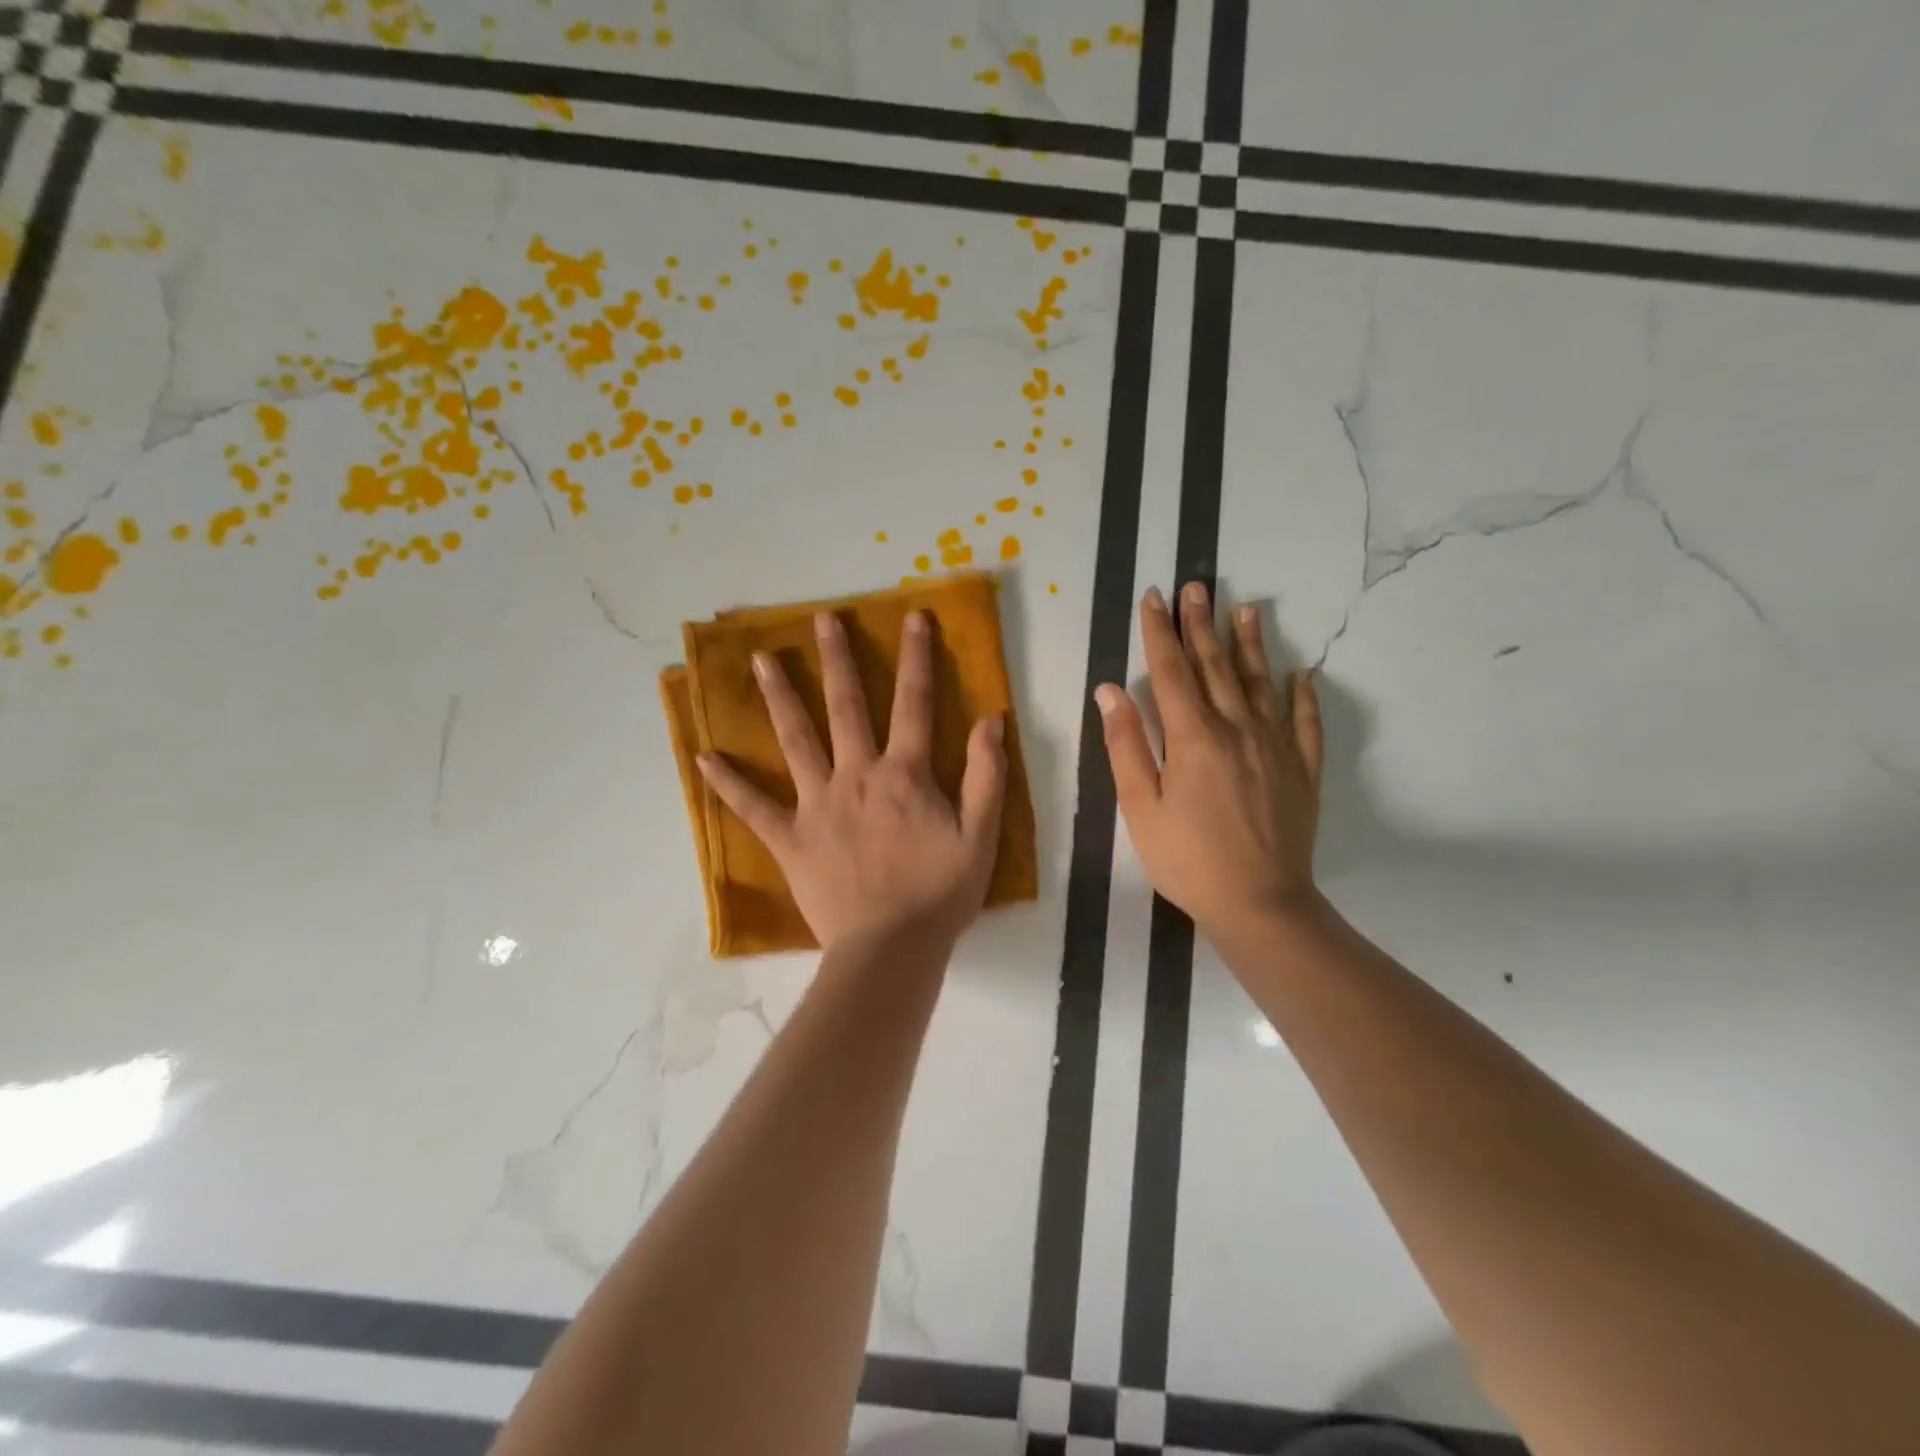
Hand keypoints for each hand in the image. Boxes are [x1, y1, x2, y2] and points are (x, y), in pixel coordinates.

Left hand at [697, 609, 1007, 949]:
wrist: (890, 950)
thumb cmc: (939, 894)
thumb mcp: (980, 836)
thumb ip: (986, 776)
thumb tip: (990, 719)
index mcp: (903, 775)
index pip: (913, 703)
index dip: (917, 657)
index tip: (913, 617)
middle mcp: (855, 776)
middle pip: (845, 707)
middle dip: (837, 659)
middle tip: (822, 619)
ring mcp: (816, 805)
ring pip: (795, 741)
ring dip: (780, 698)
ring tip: (760, 660)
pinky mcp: (790, 839)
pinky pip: (753, 808)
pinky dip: (728, 783)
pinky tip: (704, 757)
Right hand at [1095, 583, 1323, 948]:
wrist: (1260, 904)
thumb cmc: (1188, 860)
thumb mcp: (1141, 807)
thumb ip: (1126, 745)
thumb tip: (1110, 690)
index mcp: (1193, 738)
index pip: (1171, 671)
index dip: (1160, 632)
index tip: (1155, 597)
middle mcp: (1237, 729)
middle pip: (1216, 666)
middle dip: (1202, 624)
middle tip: (1198, 586)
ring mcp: (1276, 746)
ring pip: (1261, 683)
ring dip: (1251, 644)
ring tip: (1247, 608)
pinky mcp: (1303, 769)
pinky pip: (1306, 722)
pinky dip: (1304, 695)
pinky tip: (1302, 674)